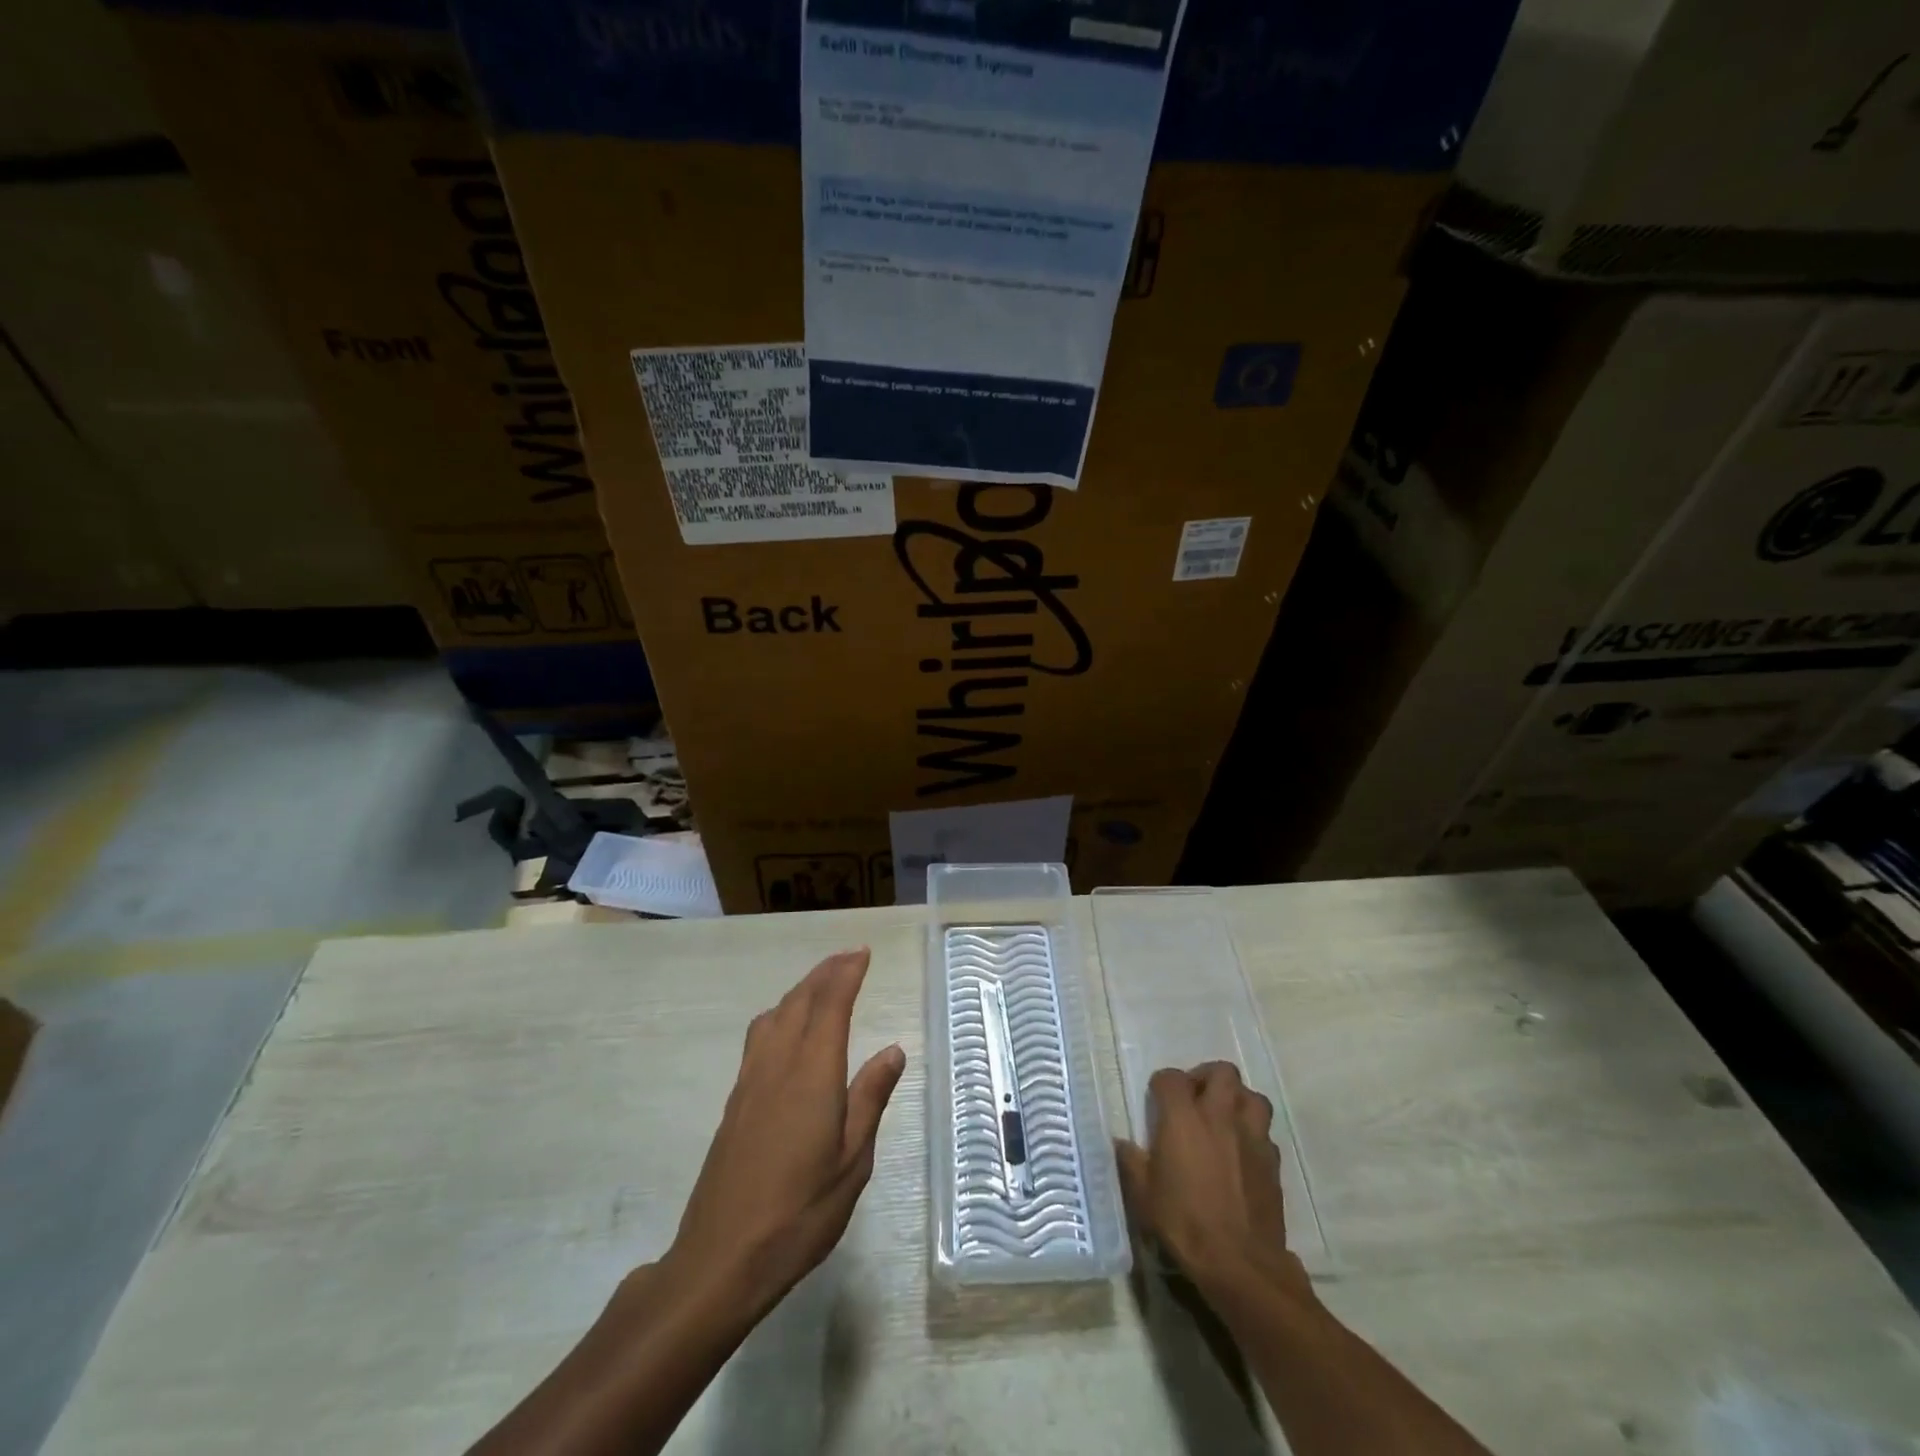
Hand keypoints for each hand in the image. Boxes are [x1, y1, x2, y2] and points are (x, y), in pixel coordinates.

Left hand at [662, 948, 904, 1316]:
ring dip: (800, 990)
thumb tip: (893, 1050)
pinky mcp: (735, 1101)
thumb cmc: (800, 1212)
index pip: (830, 1005)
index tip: (862, 953)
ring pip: (775, 1015)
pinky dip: (781, 1014)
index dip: (846, 973)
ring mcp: (750, 1081)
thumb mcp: (853, 1161)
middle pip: (799, 1001)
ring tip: (821, 985)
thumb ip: (870, 1098)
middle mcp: (778, 1064)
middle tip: (848, 957)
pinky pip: (759, 1037)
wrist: (722, 1258)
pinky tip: (787, 1031)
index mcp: (812, 1073)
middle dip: (825, 973)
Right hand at [1115, 1062, 1305, 1299]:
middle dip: (1207, 1077)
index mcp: (1183, 1117)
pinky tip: (1242, 1153)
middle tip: (1195, 1099)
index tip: (1157, 1101)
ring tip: (1224, 1118)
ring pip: (1252, 1096)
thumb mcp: (1144, 1195)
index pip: (1172, 1078)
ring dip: (1237, 1100)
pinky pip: (1265, 1132)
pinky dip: (1253, 1134)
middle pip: (1222, 1072)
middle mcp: (1219, 1116)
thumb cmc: (1184, 1223)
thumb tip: (1121, 1143)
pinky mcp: (1273, 1162)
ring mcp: (1251, 1136)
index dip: (1162, 1085)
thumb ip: (1131, 1162)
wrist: (1240, 1263)